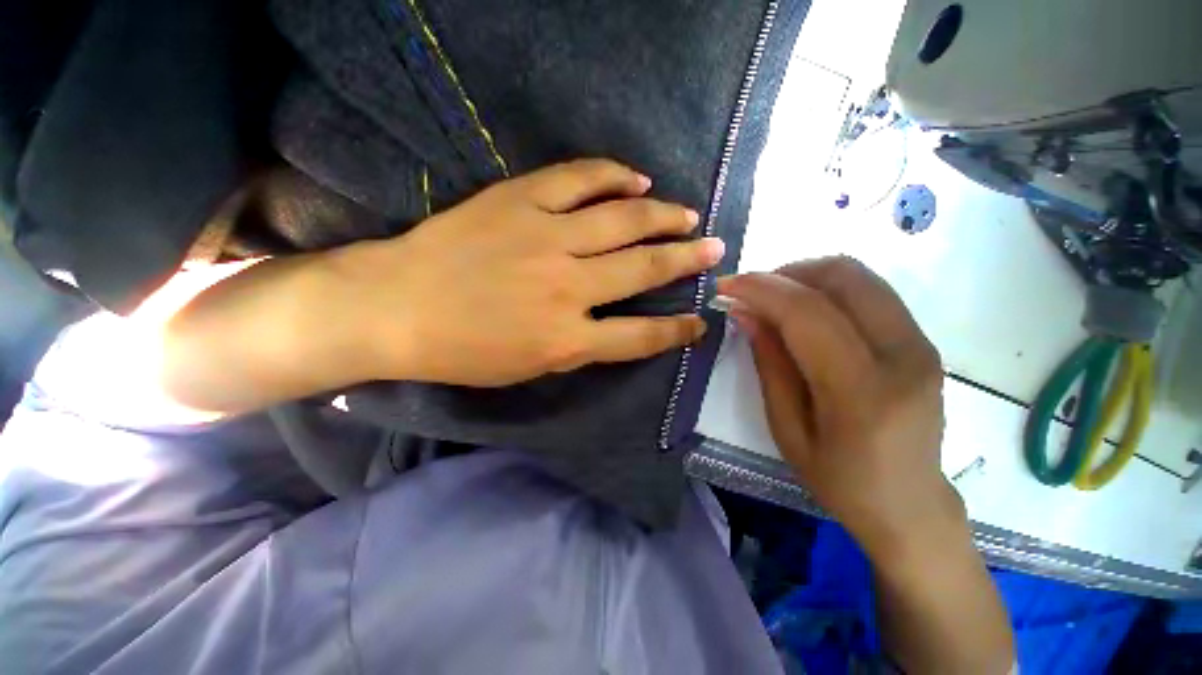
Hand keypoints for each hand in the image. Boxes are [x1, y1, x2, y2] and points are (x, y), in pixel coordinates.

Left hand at [332, 159, 722, 386]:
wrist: (396, 306)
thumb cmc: (463, 350)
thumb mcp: (529, 367)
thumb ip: (579, 347)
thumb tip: (614, 326)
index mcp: (567, 340)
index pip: (641, 336)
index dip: (677, 331)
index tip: (700, 320)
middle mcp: (568, 288)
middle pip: (644, 269)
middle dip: (686, 260)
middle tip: (714, 250)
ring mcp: (546, 238)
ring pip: (623, 221)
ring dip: (664, 217)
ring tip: (688, 216)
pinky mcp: (520, 200)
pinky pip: (580, 179)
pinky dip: (614, 176)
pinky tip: (638, 179)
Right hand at [717, 257, 961, 559]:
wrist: (910, 504)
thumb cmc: (839, 480)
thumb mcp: (786, 429)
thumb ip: (769, 364)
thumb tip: (745, 312)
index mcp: (863, 392)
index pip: (809, 313)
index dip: (761, 289)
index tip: (726, 285)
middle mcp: (904, 356)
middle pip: (843, 277)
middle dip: (785, 273)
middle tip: (750, 291)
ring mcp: (921, 344)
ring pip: (860, 276)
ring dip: (806, 275)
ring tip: (772, 298)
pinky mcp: (923, 340)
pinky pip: (870, 292)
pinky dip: (828, 287)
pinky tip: (803, 309)